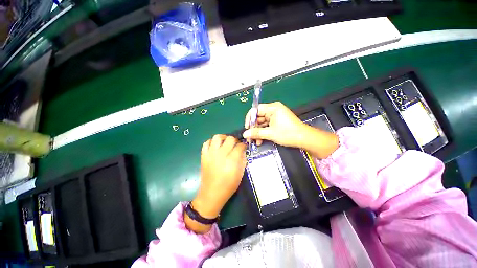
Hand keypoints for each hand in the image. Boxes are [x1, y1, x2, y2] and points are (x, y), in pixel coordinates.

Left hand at [185, 135, 246, 233]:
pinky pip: (206, 143)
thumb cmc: (228, 186)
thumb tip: (243, 151)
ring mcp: (211, 154)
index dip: (243, 145)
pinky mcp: (204, 156)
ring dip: (223, 137)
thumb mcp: (240, 174)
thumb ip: (243, 160)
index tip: (244, 147)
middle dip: (235, 140)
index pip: (239, 146)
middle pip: (230, 139)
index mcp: (231, 161)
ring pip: (217, 137)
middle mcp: (221, 154)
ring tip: (225, 142)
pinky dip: (211, 142)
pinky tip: (216, 146)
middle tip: (236, 145)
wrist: (211, 194)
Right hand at [243, 102, 308, 147]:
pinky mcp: (277, 121)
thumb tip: (245, 134)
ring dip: (258, 132)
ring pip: (262, 123)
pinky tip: (260, 140)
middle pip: (258, 117)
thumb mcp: (270, 133)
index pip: (256, 110)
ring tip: (256, 141)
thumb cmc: (288, 133)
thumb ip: (256, 133)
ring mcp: (275, 116)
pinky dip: (263, 132)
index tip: (247, 127)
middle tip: (250, 137)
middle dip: (254, 128)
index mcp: (272, 108)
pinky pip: (267, 125)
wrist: (304, 139)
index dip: (250, 118)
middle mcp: (273, 110)